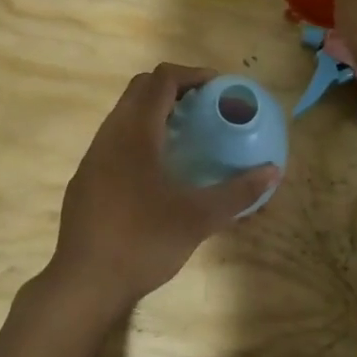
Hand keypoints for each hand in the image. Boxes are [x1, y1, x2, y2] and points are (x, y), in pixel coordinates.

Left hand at [42, 63, 278, 327]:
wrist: (84, 282)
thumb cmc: (143, 241)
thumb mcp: (198, 218)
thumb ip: (237, 193)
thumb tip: (272, 172)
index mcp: (135, 132)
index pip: (162, 79)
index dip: (192, 74)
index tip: (218, 87)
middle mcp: (110, 134)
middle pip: (140, 89)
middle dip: (174, 88)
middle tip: (204, 106)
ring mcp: (93, 156)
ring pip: (124, 114)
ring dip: (154, 111)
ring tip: (186, 134)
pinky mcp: (86, 178)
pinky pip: (115, 139)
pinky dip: (140, 136)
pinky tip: (158, 169)